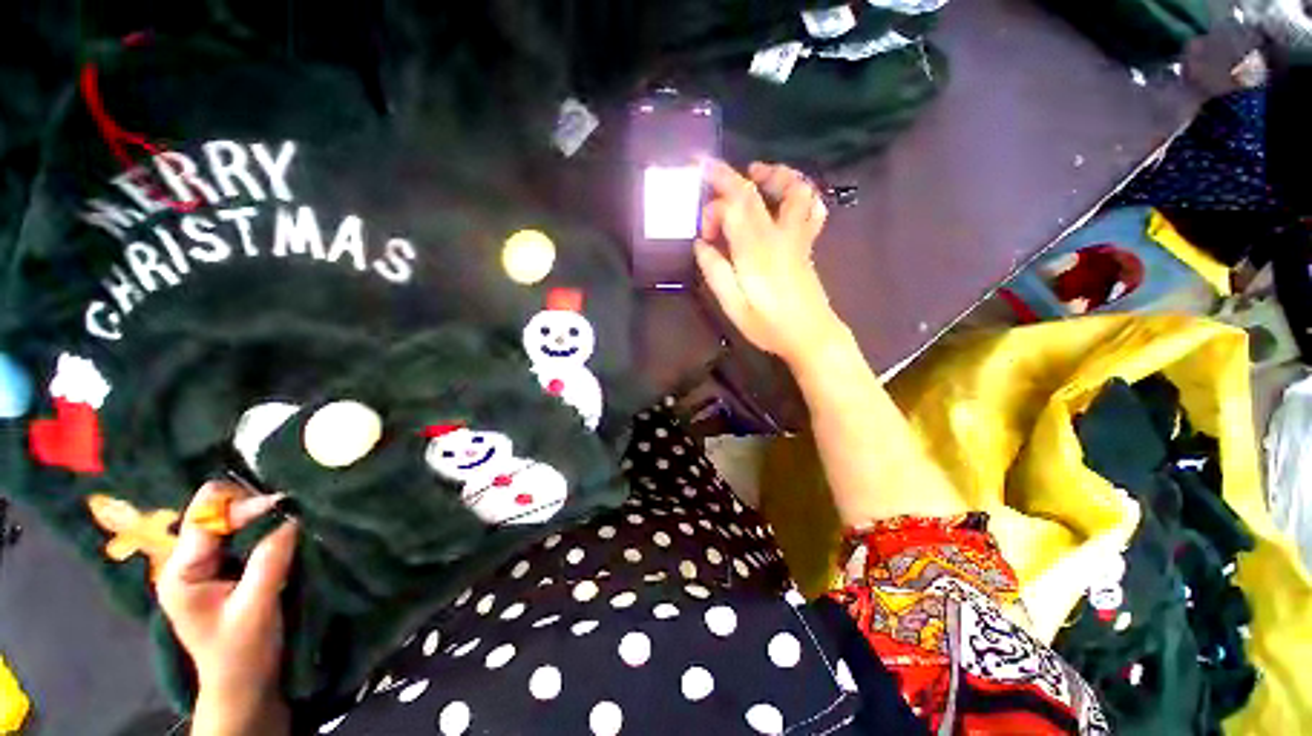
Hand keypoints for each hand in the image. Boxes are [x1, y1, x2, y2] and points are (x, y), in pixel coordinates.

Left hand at [157, 481, 295, 731]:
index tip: (285, 506)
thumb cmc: (243, 652)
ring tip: (288, 515)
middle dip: (250, 505)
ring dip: (257, 515)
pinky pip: (238, 533)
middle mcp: (185, 560)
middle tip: (288, 508)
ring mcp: (201, 563)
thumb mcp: (257, 607)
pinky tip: (279, 529)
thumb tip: (293, 516)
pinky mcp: (220, 567)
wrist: (243, 685)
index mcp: (181, 571)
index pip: (205, 516)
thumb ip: (270, 560)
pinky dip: (260, 526)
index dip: (243, 506)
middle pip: (212, 510)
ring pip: (226, 518)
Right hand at [695, 160, 844, 365]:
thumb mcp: (732, 305)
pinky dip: (801, 193)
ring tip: (755, 173)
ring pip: (795, 190)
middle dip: (731, 176)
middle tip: (712, 172)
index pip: (734, 206)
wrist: (811, 336)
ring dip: (774, 174)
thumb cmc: (768, 325)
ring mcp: (798, 237)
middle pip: (757, 191)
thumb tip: (700, 244)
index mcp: (755, 249)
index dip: (714, 199)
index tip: (699, 214)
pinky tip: (788, 197)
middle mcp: (778, 235)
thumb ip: (715, 271)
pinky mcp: (807, 244)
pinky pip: (811, 207)